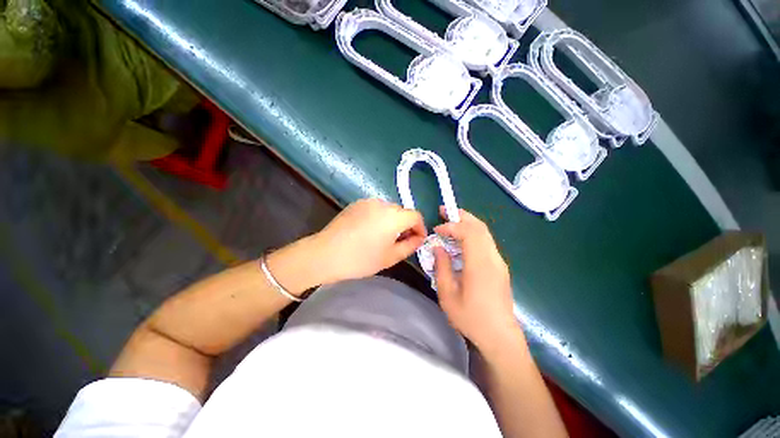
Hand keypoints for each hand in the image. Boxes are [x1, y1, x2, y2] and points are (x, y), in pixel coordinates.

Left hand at [309, 198, 425, 284]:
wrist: (326, 254)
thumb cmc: (361, 259)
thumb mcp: (391, 257)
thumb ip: (410, 246)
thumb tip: (419, 238)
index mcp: (394, 216)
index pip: (416, 216)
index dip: (420, 228)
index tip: (417, 241)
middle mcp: (383, 203)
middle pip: (402, 212)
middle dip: (406, 226)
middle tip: (400, 242)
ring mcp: (368, 201)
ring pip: (389, 210)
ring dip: (392, 221)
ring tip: (384, 237)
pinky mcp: (356, 203)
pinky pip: (375, 208)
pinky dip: (379, 217)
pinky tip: (370, 231)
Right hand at [433, 207, 522, 352]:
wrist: (500, 336)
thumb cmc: (471, 318)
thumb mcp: (448, 294)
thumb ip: (442, 267)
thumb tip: (438, 247)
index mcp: (480, 265)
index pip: (468, 233)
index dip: (452, 226)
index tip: (437, 230)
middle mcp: (493, 258)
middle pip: (480, 227)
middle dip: (461, 215)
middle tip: (444, 211)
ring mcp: (499, 261)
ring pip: (485, 233)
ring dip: (467, 223)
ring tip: (451, 220)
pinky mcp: (499, 266)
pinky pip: (486, 241)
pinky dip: (472, 233)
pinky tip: (461, 239)